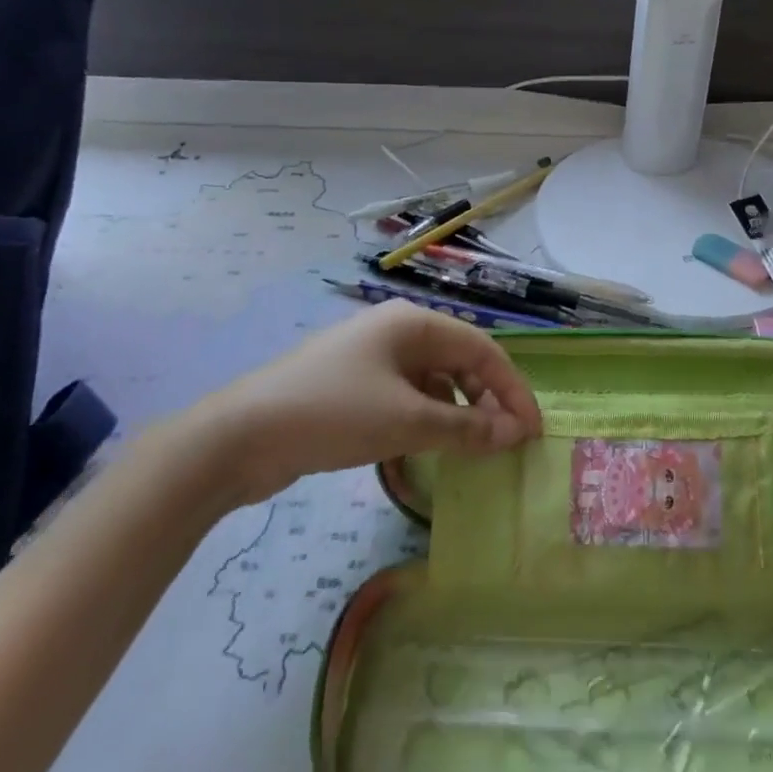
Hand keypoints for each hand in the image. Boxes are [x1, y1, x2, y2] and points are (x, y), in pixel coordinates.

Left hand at [181, 302, 543, 506]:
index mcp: (413, 323)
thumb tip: (515, 434)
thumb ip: (466, 428)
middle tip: (505, 442)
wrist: (240, 437)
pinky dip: (427, 418)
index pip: (482, 349)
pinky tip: (431, 447)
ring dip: (458, 411)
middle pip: (459, 360)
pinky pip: (406, 395)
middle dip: (487, 399)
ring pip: (433, 380)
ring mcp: (371, 357)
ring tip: (472, 449)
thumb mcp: (406, 422)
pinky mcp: (353, 385)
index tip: (532, 430)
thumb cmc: (332, 414)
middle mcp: (396, 330)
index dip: (512, 389)